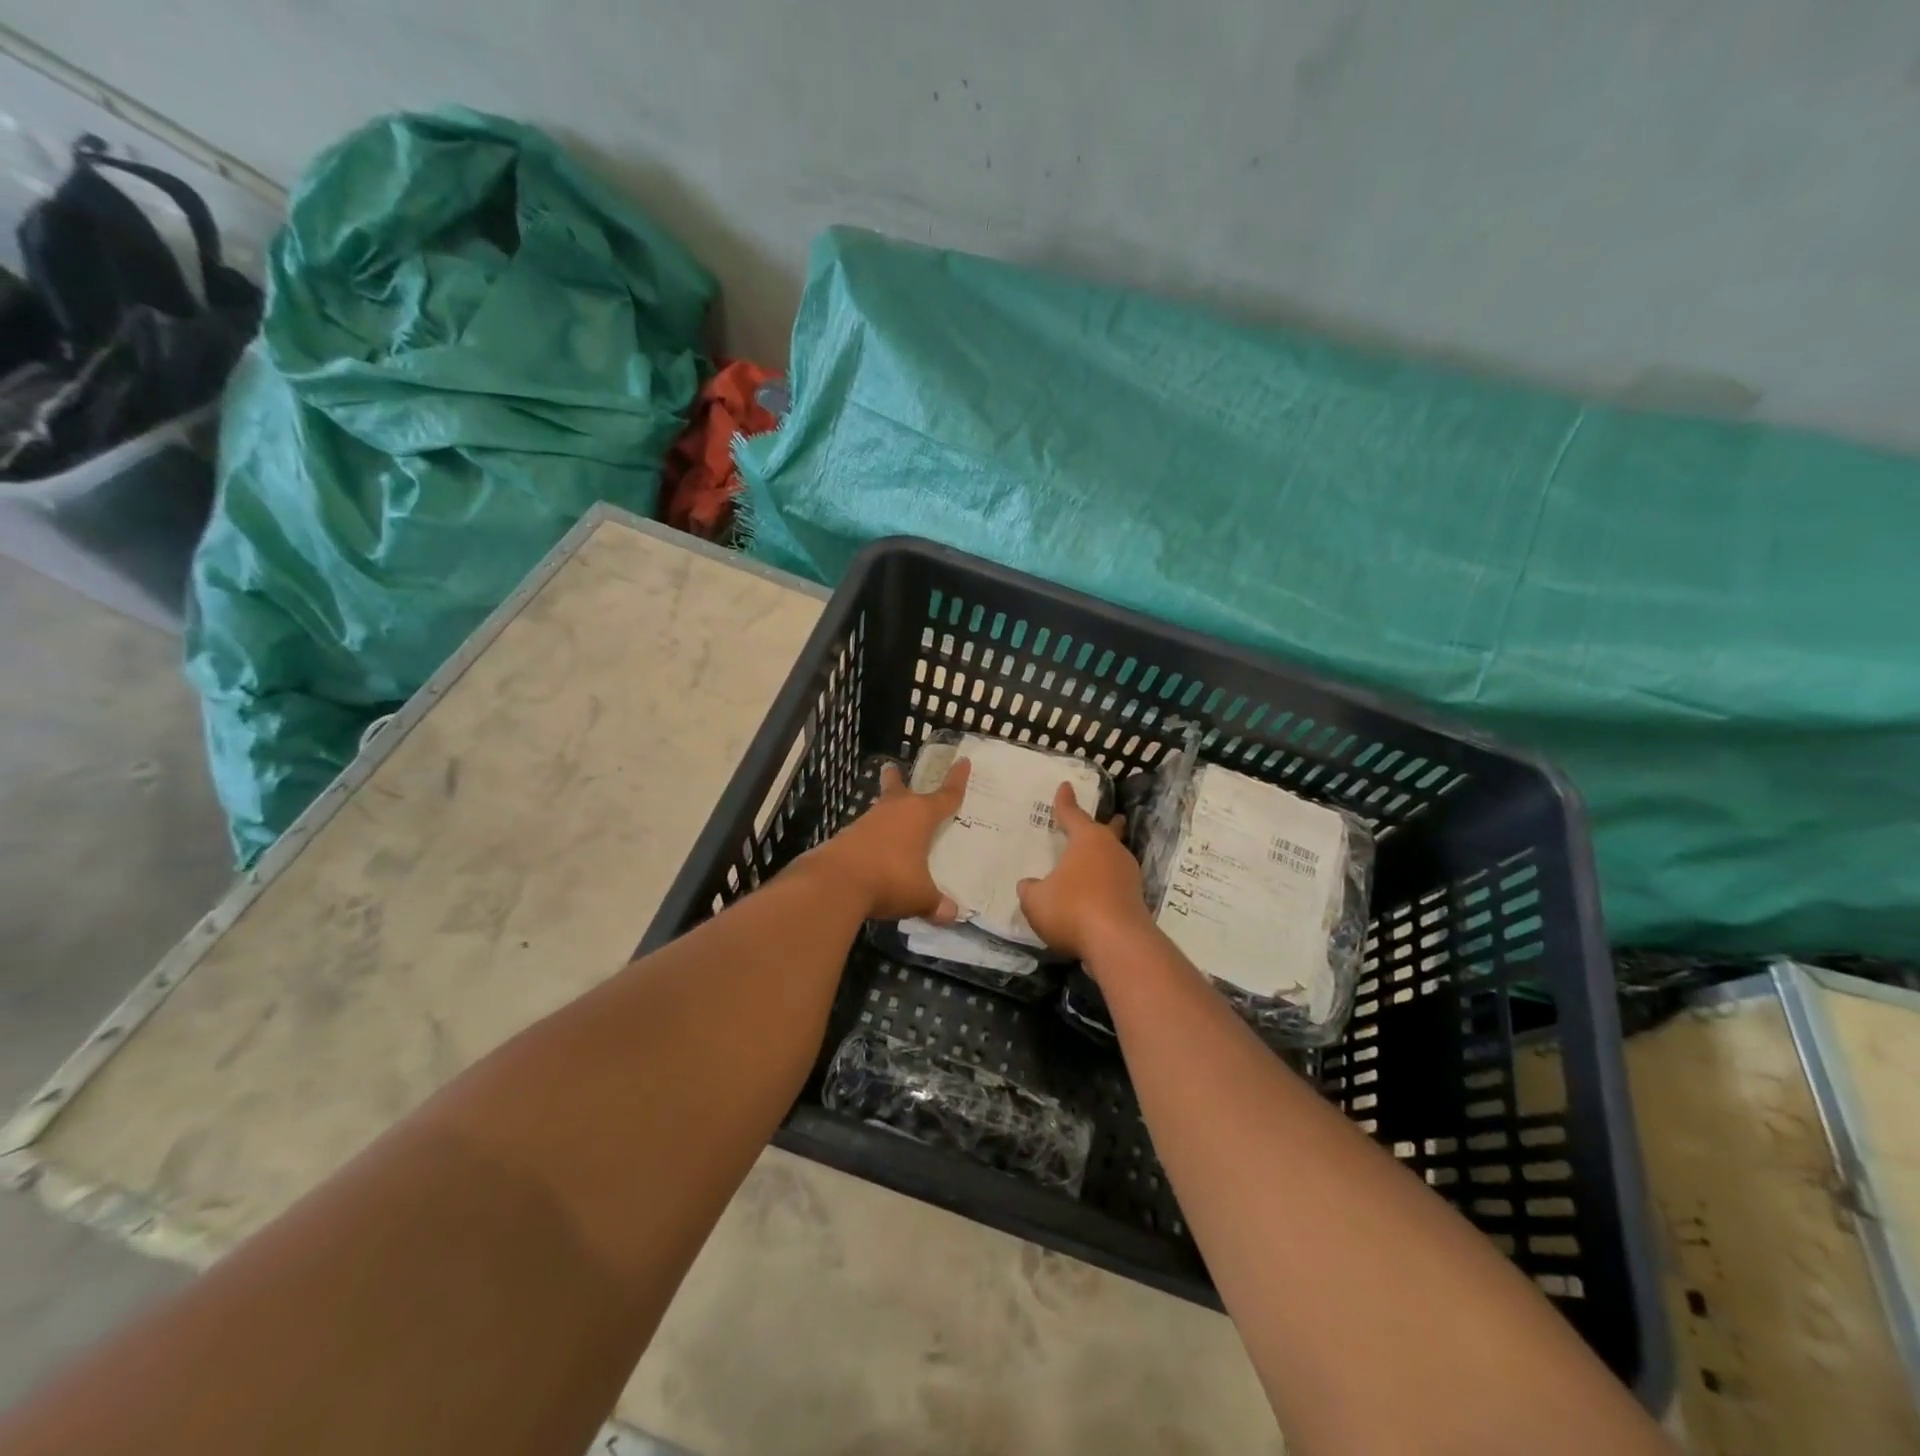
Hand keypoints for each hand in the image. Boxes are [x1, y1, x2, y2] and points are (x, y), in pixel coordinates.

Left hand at [804, 759, 970, 920]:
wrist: (834, 882)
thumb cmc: (889, 879)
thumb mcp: (920, 896)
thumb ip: (936, 904)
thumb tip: (952, 914)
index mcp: (919, 816)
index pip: (945, 796)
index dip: (957, 780)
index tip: (963, 761)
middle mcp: (893, 812)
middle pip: (897, 789)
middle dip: (896, 779)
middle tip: (891, 767)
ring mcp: (866, 824)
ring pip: (879, 811)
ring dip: (884, 812)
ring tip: (888, 817)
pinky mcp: (845, 839)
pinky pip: (865, 834)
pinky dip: (872, 839)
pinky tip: (873, 853)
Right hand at [1016, 781, 1154, 959]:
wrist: (1118, 943)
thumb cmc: (1072, 909)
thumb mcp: (1036, 900)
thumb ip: (1030, 889)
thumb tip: (1029, 885)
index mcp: (1087, 840)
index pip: (1073, 814)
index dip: (1065, 802)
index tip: (1065, 786)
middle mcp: (1111, 851)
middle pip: (1108, 832)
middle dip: (1108, 824)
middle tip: (1113, 818)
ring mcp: (1128, 875)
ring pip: (1115, 858)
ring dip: (1106, 858)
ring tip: (1096, 862)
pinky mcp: (1136, 900)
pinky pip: (1117, 883)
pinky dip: (1107, 884)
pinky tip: (1098, 894)